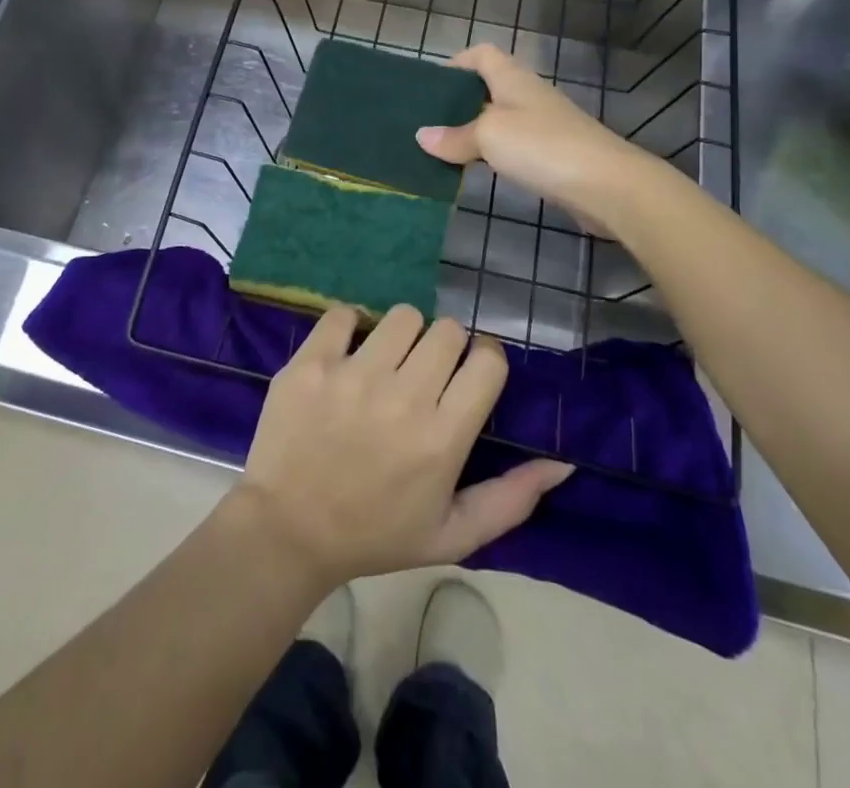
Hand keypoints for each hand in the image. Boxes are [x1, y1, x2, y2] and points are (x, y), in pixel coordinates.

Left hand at [233, 305, 572, 587]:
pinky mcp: (311, 362)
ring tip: (387, 363)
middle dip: (445, 347)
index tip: (470, 372)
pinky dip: (350, 326)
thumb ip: (511, 499)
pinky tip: (347, 354)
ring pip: (402, 315)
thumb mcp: (452, 535)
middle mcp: (402, 397)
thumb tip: (562, 462)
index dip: (484, 359)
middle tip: (425, 374)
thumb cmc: (375, 535)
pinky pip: (344, 313)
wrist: (288, 531)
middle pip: (447, 330)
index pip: (487, 361)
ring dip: (402, 335)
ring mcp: (353, 375)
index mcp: (442, 438)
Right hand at [416, 43, 640, 221]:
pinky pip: (513, 145)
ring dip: (474, 129)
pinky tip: (477, 169)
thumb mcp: (489, 136)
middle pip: (489, 87)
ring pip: (500, 119)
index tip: (431, 85)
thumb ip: (454, 136)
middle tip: (429, 120)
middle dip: (459, 100)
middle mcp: (528, 95)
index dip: (457, 62)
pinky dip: (492, 152)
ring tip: (444, 147)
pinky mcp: (553, 154)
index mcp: (512, 78)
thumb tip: (422, 136)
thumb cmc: (542, 146)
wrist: (607, 184)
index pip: (482, 54)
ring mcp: (544, 125)